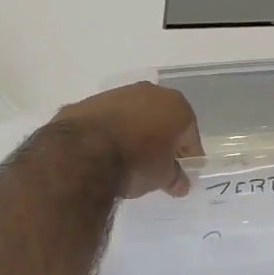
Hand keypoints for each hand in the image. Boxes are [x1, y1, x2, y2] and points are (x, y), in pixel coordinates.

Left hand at [55, 82, 203, 198]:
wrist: (83, 152)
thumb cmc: (136, 162)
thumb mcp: (162, 177)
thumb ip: (175, 177)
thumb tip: (180, 183)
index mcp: (175, 105)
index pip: (190, 133)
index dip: (188, 154)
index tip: (183, 172)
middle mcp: (150, 91)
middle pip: (163, 118)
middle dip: (162, 139)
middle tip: (158, 165)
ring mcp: (118, 93)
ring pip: (135, 114)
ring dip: (135, 132)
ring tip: (128, 159)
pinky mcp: (90, 101)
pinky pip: (109, 118)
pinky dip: (111, 131)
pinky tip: (105, 152)